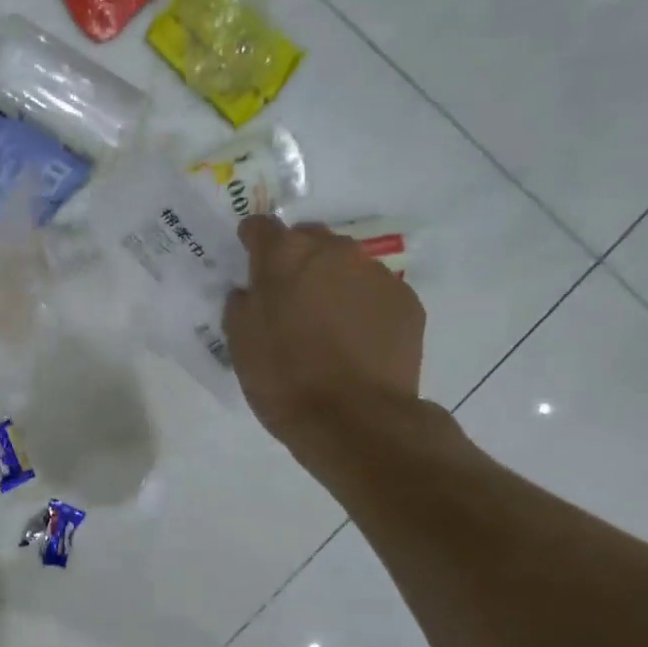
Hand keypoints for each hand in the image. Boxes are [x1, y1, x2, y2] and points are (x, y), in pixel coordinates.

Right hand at [224, 217, 425, 450]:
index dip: (252, 241)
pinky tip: (355, 340)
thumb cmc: (284, 377)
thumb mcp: (240, 341)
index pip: (261, 226)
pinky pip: (375, 292)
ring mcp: (376, 274)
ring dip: (331, 282)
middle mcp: (334, 252)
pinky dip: (362, 305)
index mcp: (285, 255)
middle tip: (288, 297)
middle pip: (309, 239)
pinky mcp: (407, 301)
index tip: (249, 260)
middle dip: (296, 260)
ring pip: (346, 265)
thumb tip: (252, 291)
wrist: (355, 419)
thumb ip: (242, 303)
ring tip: (326, 323)